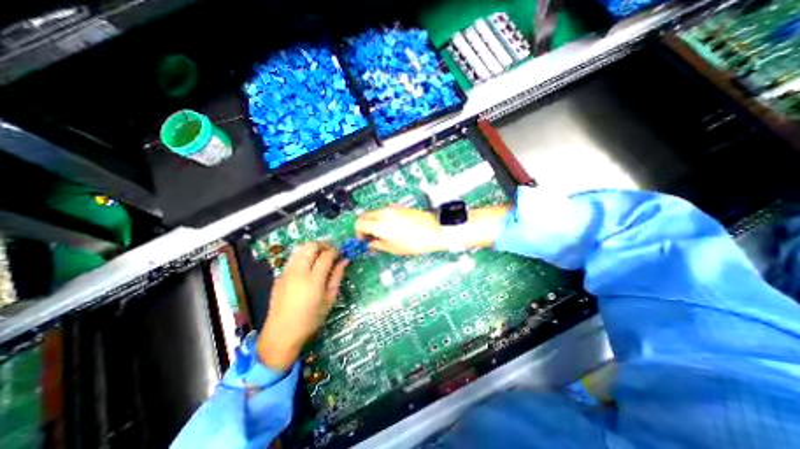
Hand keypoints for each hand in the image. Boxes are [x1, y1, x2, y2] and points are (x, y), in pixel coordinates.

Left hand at [255, 244, 345, 369]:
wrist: (281, 333)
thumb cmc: (310, 319)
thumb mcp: (329, 299)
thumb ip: (337, 276)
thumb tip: (345, 260)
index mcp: (313, 279)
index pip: (326, 255)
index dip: (336, 251)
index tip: (341, 253)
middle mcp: (298, 271)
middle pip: (311, 246)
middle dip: (324, 244)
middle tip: (332, 251)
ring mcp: (286, 271)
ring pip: (300, 248)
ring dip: (312, 247)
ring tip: (320, 254)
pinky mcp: (279, 275)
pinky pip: (293, 257)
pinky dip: (303, 254)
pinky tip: (308, 265)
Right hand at [354, 207, 446, 254]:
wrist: (435, 230)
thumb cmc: (417, 242)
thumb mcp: (395, 249)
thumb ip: (379, 244)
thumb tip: (371, 243)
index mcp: (381, 225)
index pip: (359, 223)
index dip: (358, 232)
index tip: (362, 239)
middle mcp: (385, 213)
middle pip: (365, 215)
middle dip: (363, 225)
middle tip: (368, 236)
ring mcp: (392, 208)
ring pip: (374, 212)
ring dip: (372, 221)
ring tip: (380, 233)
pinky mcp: (400, 207)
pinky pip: (384, 211)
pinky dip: (381, 217)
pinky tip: (389, 227)